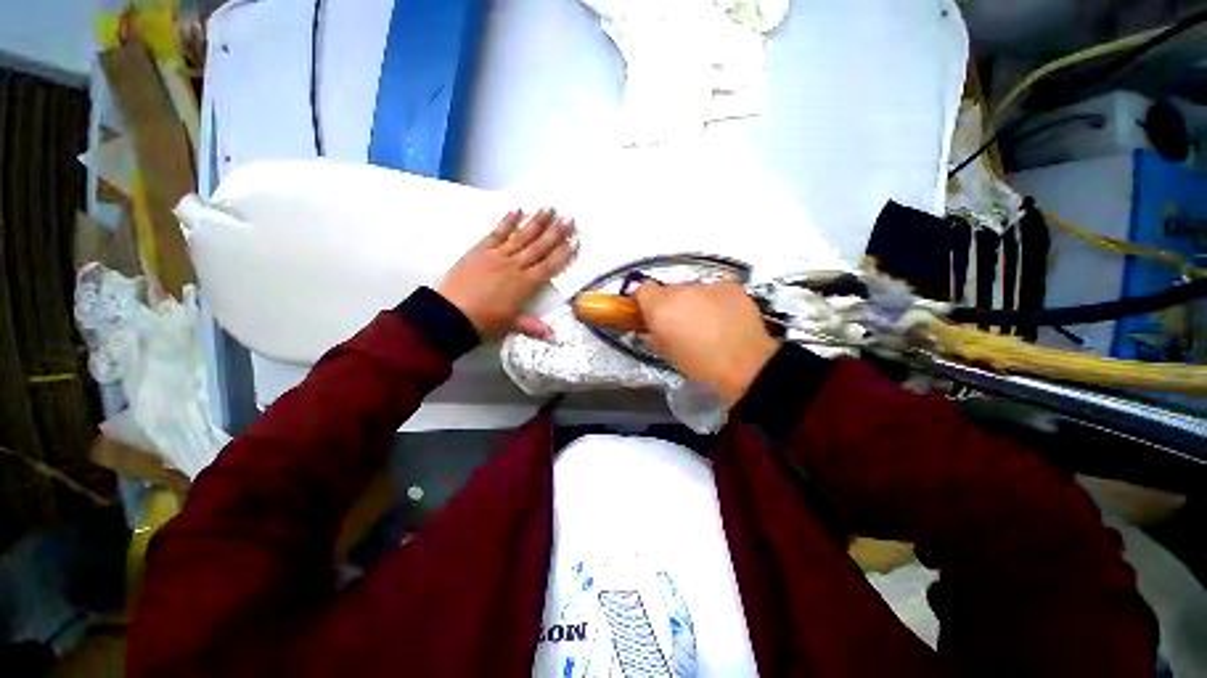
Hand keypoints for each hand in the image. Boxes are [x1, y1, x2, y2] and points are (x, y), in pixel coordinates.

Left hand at [437, 208, 576, 339]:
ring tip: (549, 208)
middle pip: (538, 247)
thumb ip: (532, 326)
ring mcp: (497, 256)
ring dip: (536, 222)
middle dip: (555, 232)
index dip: (563, 254)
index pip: (549, 266)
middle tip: (569, 218)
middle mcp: (514, 266)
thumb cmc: (483, 322)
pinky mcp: (480, 251)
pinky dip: (507, 221)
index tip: (575, 241)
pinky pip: (496, 233)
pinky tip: (516, 209)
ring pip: (521, 236)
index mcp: (524, 285)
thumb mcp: (510, 325)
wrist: (449, 314)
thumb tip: (553, 336)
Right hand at [634, 281, 778, 404]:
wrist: (746, 364)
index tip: (650, 313)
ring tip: (708, 323)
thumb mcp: (667, 353)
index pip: (642, 289)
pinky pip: (714, 290)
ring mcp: (707, 285)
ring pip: (692, 289)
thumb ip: (653, 334)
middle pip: (668, 289)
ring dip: (694, 301)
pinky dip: (715, 300)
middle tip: (682, 324)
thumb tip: (651, 328)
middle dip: (671, 303)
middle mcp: (680, 290)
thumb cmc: (700, 365)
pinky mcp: (730, 286)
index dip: (645, 301)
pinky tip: (725, 318)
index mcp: (660, 307)